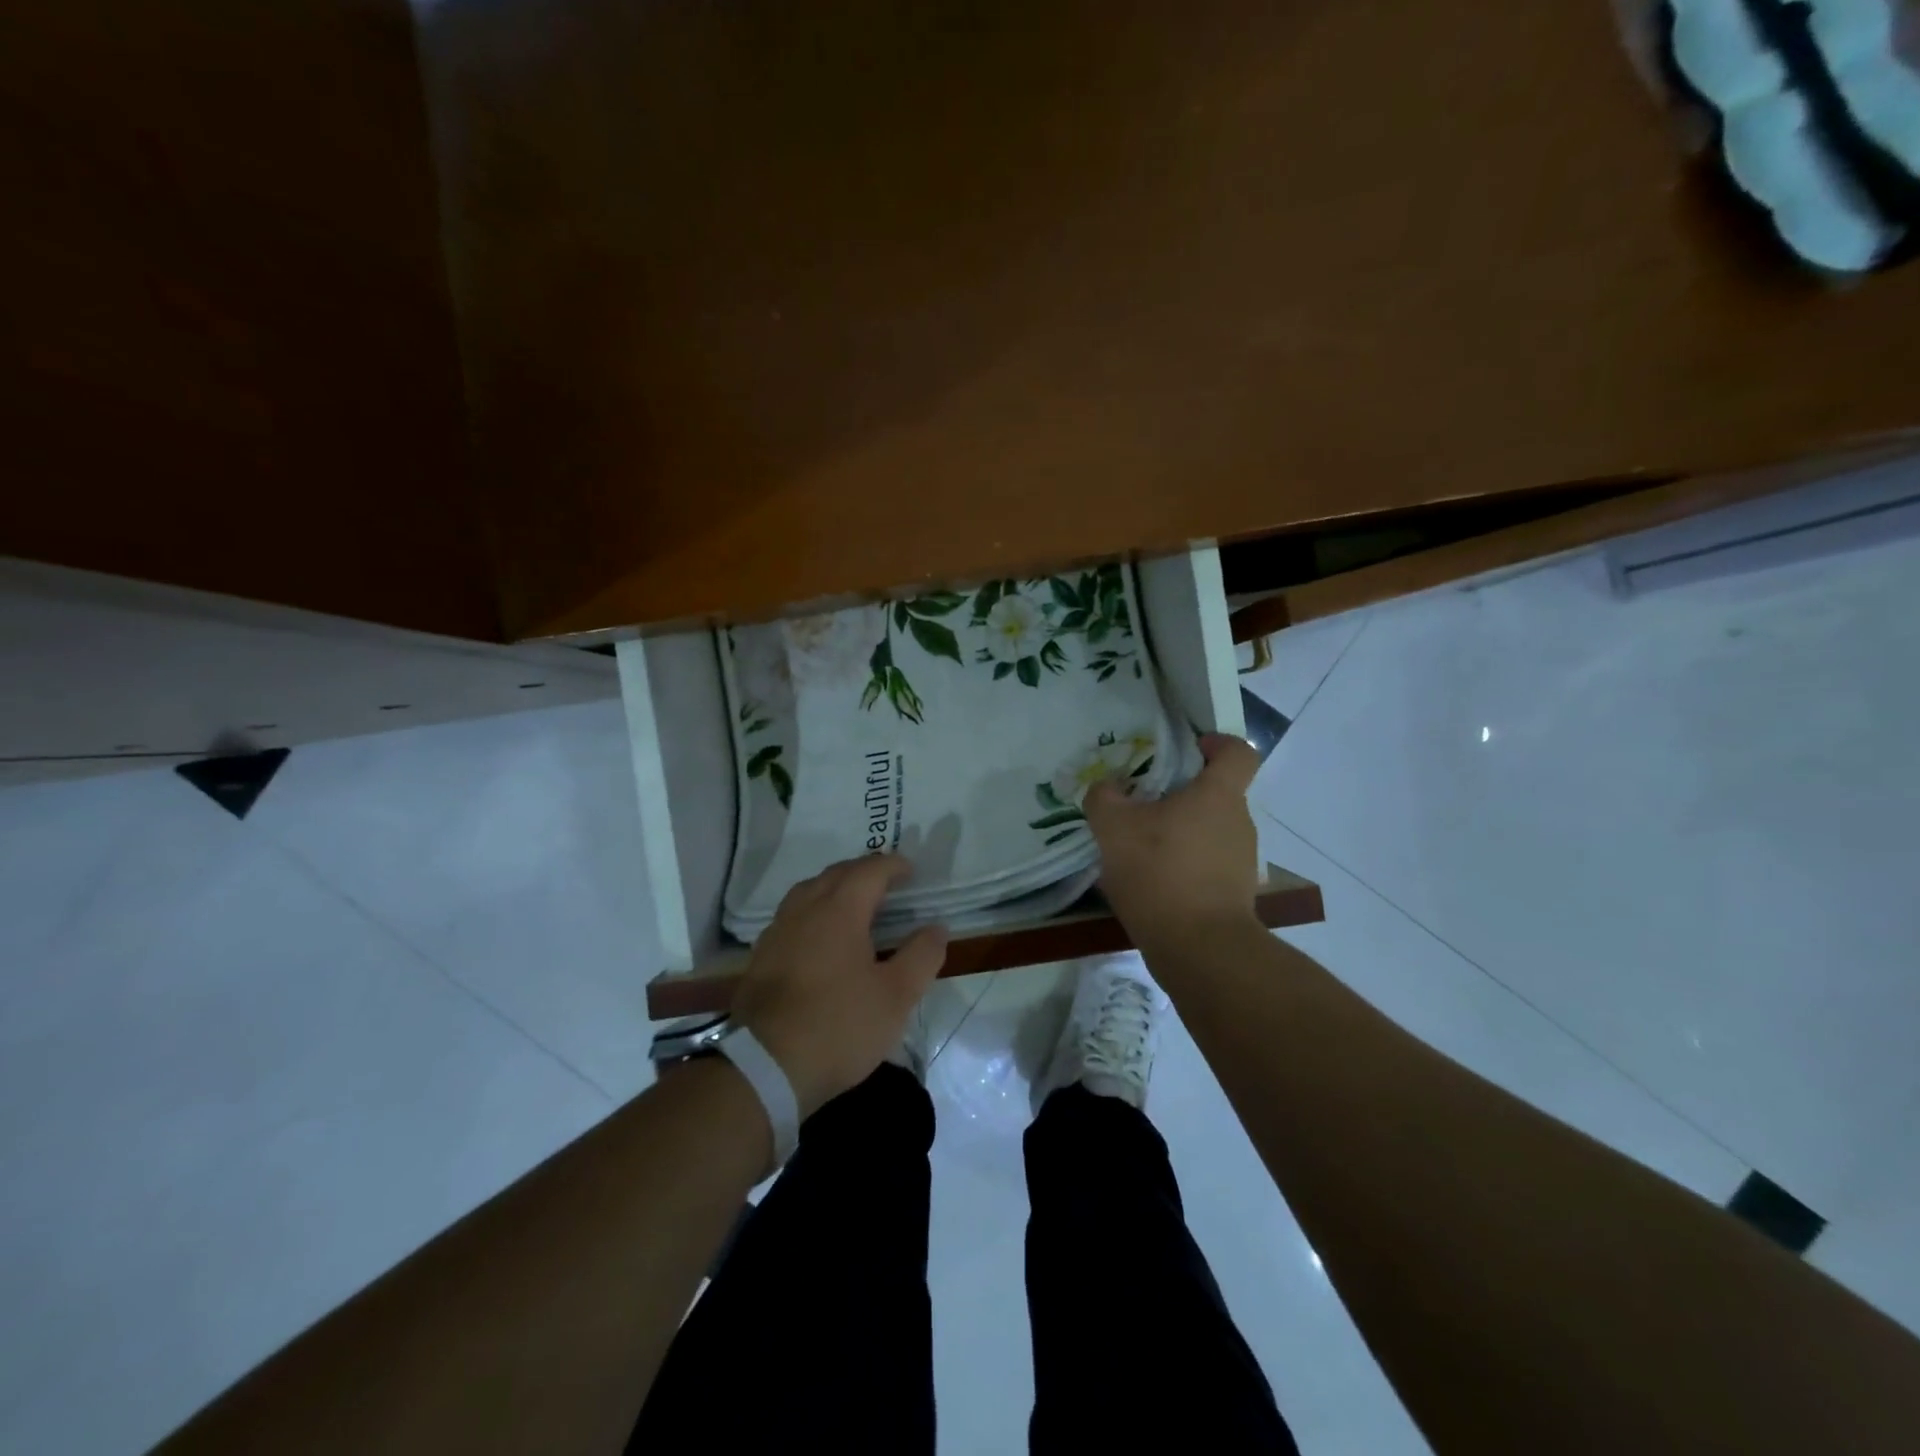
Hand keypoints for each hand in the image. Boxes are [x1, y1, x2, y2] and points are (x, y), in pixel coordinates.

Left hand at [731, 854, 948, 1117]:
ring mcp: (777, 932)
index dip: (892, 865)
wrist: (763, 1067)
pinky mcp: (760, 957)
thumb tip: (936, 928)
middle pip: (835, 874)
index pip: (869, 871)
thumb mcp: (896, 996)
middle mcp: (804, 909)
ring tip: (853, 904)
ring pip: (808, 892)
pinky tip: (819, 938)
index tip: (910, 870)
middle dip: (863, 871)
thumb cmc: (839, 1025)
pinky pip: (791, 917)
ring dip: (834, 888)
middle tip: (886, 882)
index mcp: (840, 910)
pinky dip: (813, 913)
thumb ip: (921, 956)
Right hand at [1084, 733, 1262, 953]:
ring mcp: (1242, 861)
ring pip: (1210, 832)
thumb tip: (1105, 787)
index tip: (1191, 748)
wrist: (1200, 949)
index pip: (1237, 752)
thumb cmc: (1160, 873)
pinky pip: (1208, 865)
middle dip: (1182, 795)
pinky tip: (1153, 883)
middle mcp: (1239, 822)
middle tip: (1143, 806)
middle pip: (1217, 794)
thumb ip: (1104, 798)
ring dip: (1181, 834)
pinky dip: (1185, 866)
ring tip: (1141, 850)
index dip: (1217, 743)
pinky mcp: (1236, 895)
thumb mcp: (1114, 828)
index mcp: (1218, 795)